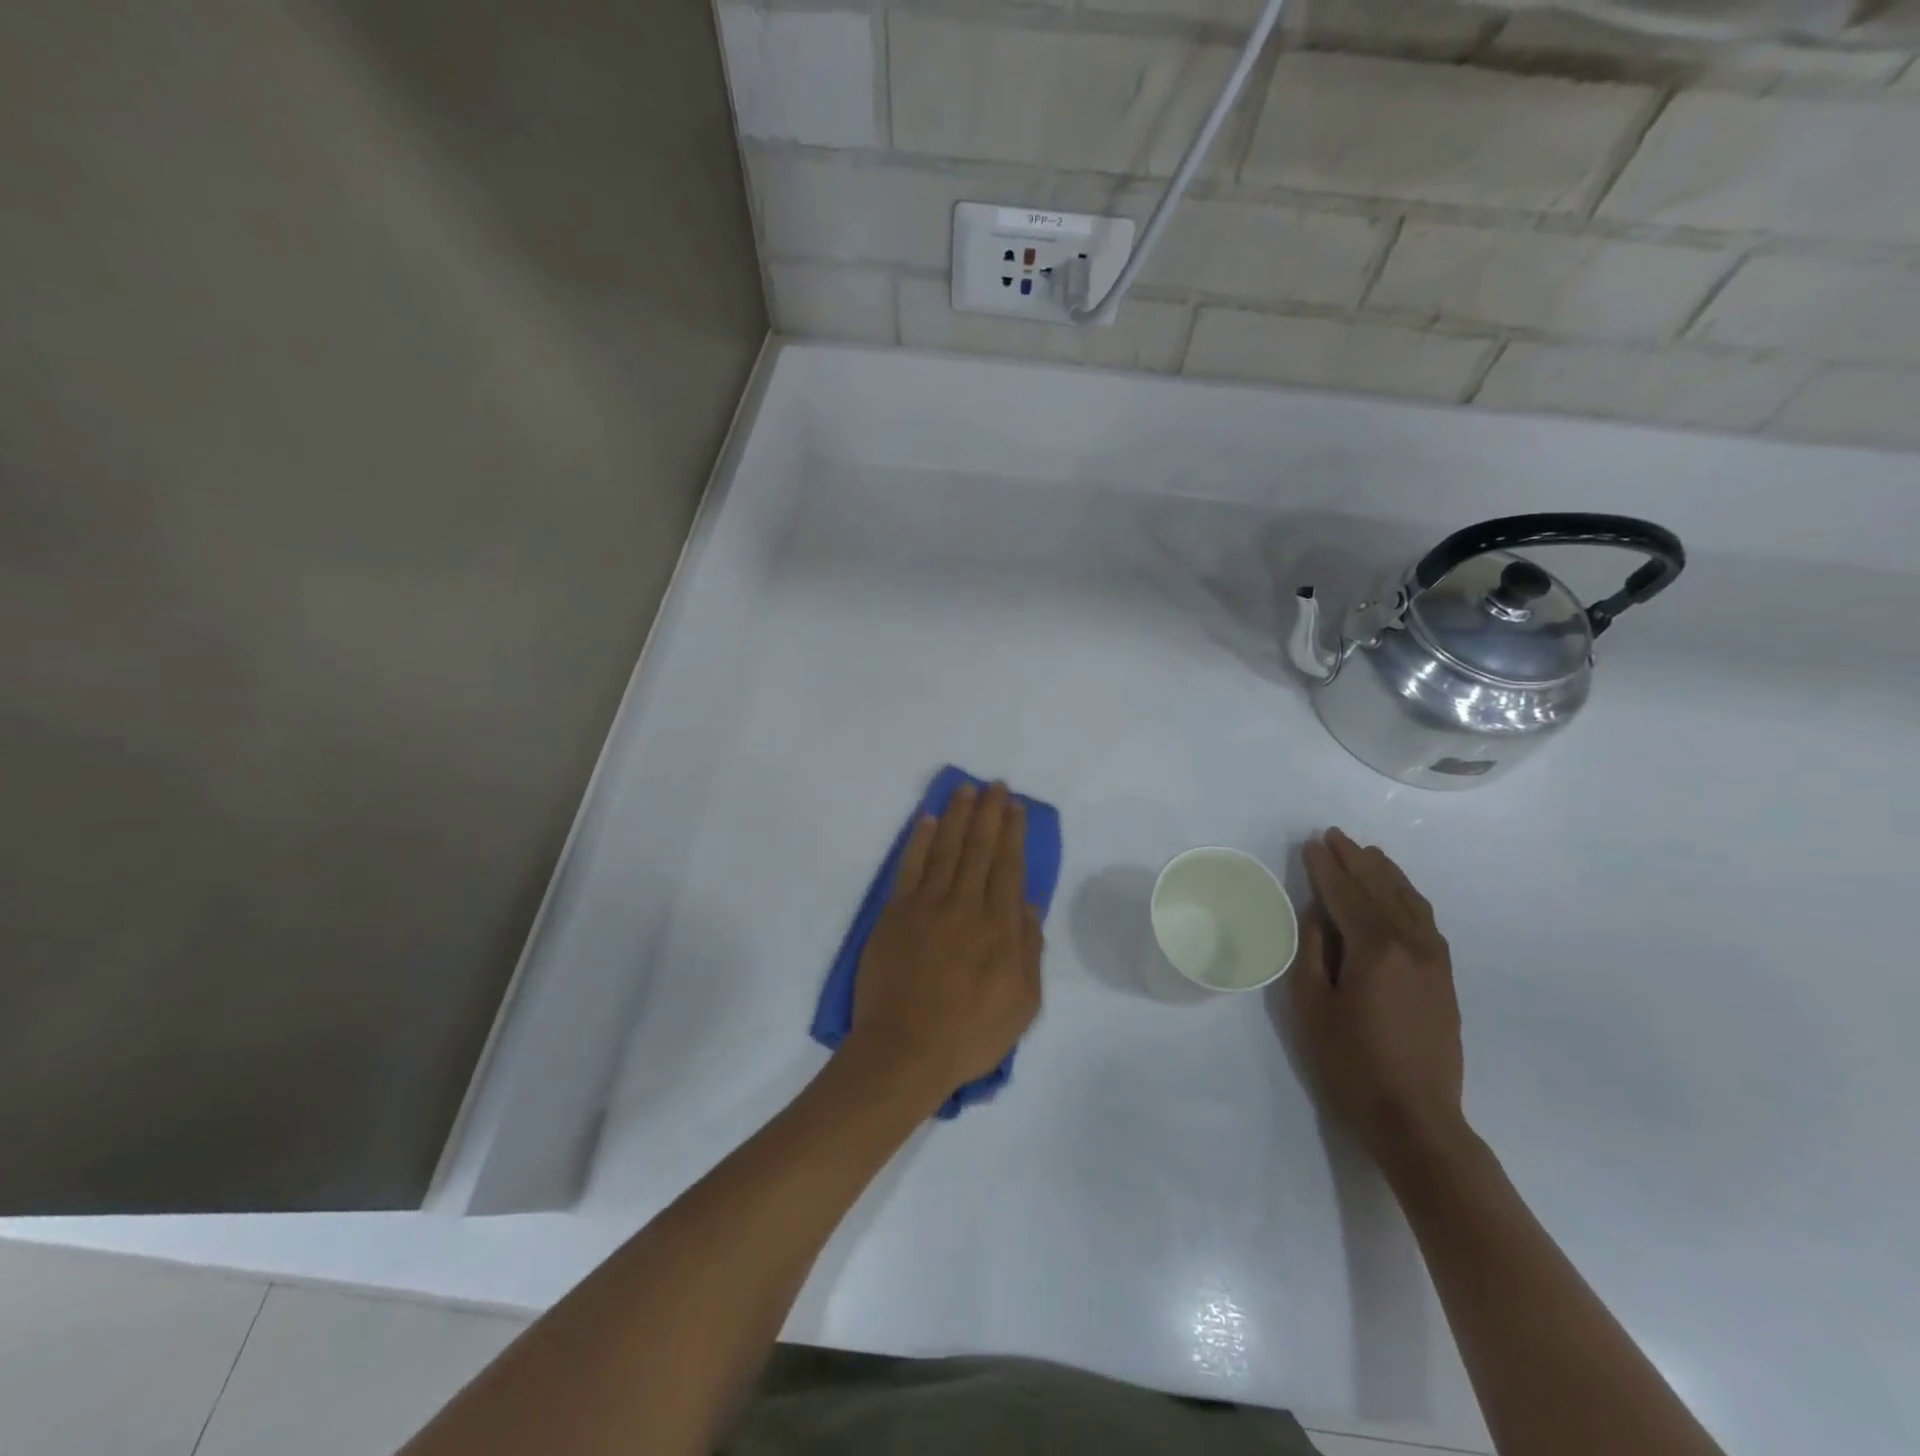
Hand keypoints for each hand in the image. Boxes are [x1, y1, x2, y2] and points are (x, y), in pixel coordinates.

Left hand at [847, 781, 1042, 1110]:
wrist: (905, 1052)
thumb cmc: (970, 1035)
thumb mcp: (1023, 1003)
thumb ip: (1029, 949)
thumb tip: (1028, 904)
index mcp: (999, 928)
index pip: (1008, 867)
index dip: (1012, 833)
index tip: (1015, 807)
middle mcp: (965, 906)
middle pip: (979, 849)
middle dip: (988, 813)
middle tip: (994, 784)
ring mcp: (927, 907)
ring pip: (946, 849)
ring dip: (957, 816)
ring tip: (965, 790)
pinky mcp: (895, 914)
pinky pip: (910, 868)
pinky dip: (919, 841)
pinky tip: (927, 820)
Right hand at [1289, 828, 1464, 1165]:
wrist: (1415, 1119)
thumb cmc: (1349, 1063)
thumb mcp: (1310, 1005)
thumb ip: (1312, 951)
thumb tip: (1317, 913)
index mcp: (1374, 949)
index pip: (1345, 894)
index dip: (1325, 867)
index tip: (1311, 843)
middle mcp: (1411, 944)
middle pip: (1380, 889)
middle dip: (1355, 860)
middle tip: (1334, 836)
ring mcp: (1435, 961)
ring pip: (1410, 901)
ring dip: (1386, 873)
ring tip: (1366, 853)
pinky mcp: (1445, 979)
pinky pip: (1426, 921)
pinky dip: (1408, 897)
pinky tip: (1398, 893)